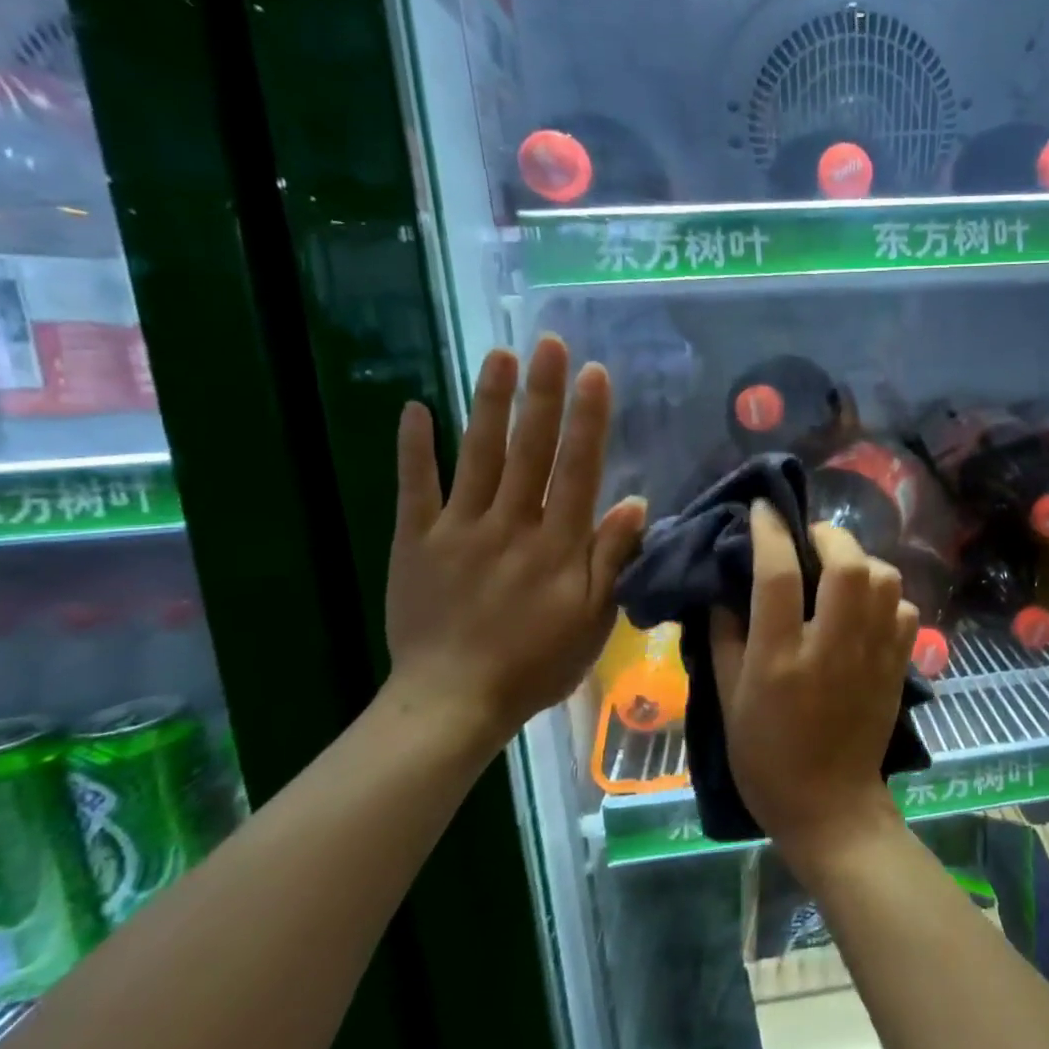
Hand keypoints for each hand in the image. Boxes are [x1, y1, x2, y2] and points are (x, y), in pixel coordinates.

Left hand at [387, 338, 645, 752]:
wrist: (450, 704)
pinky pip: (414, 488)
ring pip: (478, 456)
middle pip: (529, 449)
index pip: (577, 469)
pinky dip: (414, 448)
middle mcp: (510, 525)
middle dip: (542, 393)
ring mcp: (458, 530)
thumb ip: (612, 559)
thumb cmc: (535, 664)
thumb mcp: (593, 621)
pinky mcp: (415, 543)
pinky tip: (415, 408)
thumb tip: (634, 501)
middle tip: (547, 343)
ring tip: (499, 355)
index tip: (594, 374)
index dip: (588, 419)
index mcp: (557, 545)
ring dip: (490, 403)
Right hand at [711, 504, 918, 864]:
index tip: (765, 507)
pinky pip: (905, 610)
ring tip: (842, 568)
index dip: (770, 531)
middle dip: (830, 535)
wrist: (830, 805)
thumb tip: (726, 587)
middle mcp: (832, 647)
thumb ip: (724, 636)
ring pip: (885, 580)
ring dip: (863, 561)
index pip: (778, 575)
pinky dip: (889, 597)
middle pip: (847, 564)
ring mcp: (873, 656)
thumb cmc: (766, 756)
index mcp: (780, 658)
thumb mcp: (728, 699)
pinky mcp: (898, 666)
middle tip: (811, 537)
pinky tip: (868, 606)